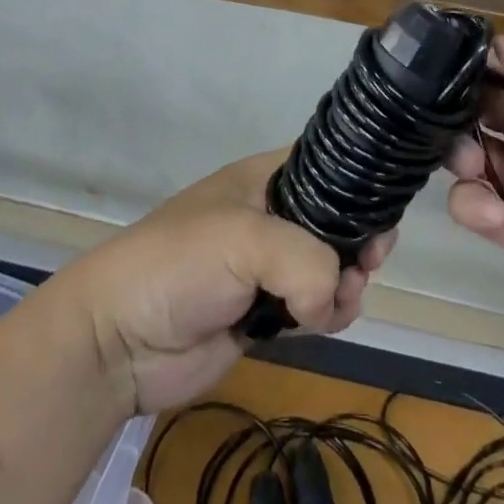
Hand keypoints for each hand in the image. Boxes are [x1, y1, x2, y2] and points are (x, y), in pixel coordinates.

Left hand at [50, 151, 394, 415]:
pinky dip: (328, 314)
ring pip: (331, 267)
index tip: (381, 212)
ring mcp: (268, 266)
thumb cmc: (181, 263)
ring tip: (341, 299)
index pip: (327, 165)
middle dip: (359, 240)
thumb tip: (332, 299)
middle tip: (367, 263)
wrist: (121, 338)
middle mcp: (272, 215)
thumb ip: (306, 261)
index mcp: (265, 178)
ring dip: (346, 284)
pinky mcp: (265, 313)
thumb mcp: (246, 239)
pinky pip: (314, 307)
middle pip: (336, 219)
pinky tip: (323, 321)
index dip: (358, 184)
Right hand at [447, 37, 503, 383]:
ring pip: (462, 151)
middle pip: (474, 104)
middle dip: (453, 106)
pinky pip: (469, 207)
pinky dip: (468, 203)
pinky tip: (495, 215)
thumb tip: (495, 45)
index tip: (441, 62)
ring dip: (455, 151)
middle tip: (450, 120)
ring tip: (475, 166)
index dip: (473, 61)